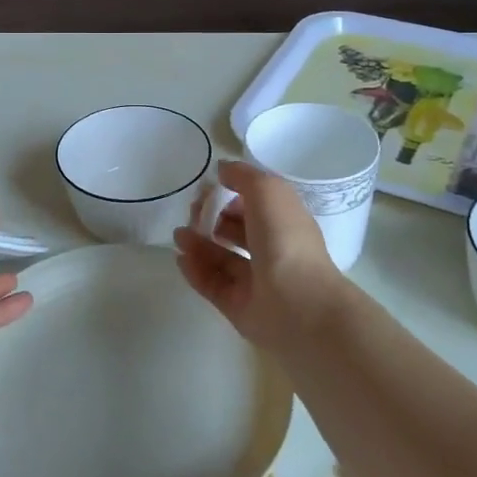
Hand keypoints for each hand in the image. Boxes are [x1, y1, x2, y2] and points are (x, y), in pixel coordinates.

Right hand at [174, 161, 342, 349]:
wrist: (298, 305)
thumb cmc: (285, 240)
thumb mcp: (268, 191)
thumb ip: (243, 175)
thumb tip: (222, 170)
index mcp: (285, 222)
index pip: (255, 204)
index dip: (231, 193)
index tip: (208, 188)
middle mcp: (272, 250)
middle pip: (235, 230)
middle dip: (211, 217)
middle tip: (192, 213)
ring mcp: (256, 281)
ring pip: (221, 258)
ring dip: (198, 243)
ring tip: (179, 235)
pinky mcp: (238, 306)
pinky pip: (212, 284)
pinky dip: (196, 270)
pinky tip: (181, 258)